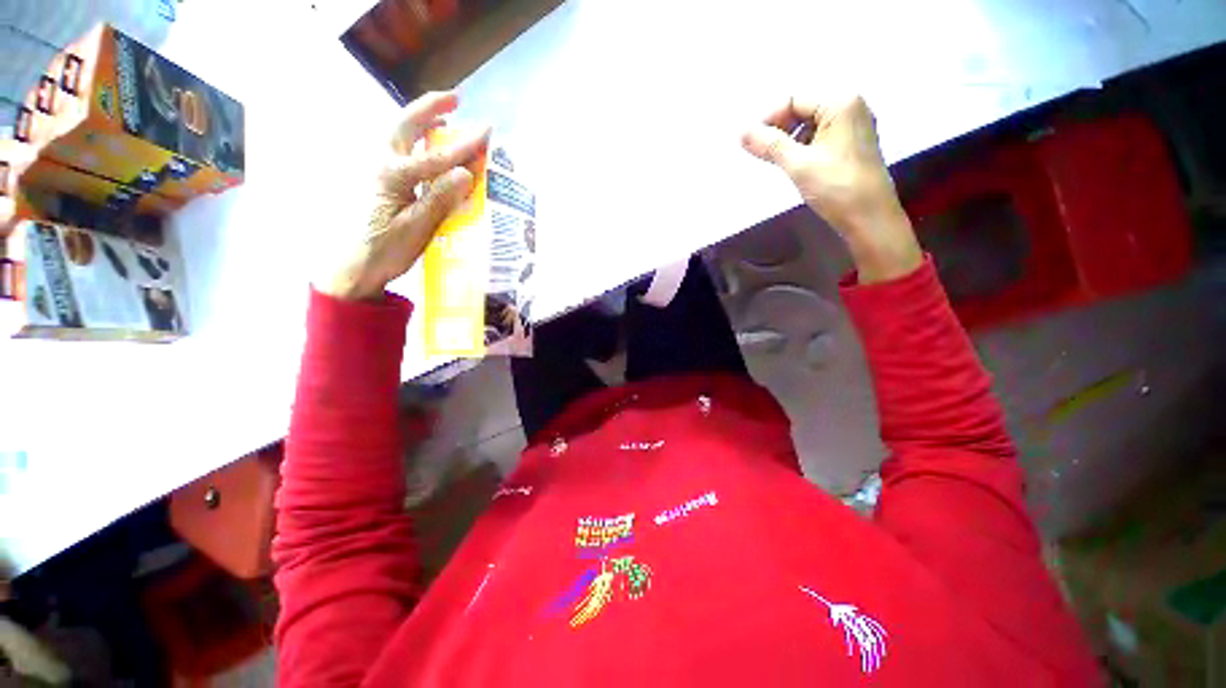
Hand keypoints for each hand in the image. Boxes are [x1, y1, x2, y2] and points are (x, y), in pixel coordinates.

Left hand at [318, 91, 489, 299]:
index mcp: (391, 175)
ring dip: (422, 122)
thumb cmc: (384, 252)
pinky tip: (428, 149)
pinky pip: (401, 153)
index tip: (487, 131)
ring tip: (444, 117)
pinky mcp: (379, 184)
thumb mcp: (416, 228)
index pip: (437, 156)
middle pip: (406, 125)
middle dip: (431, 108)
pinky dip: (417, 143)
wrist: (351, 268)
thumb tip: (465, 172)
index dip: (464, 145)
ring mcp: (377, 172)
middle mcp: (381, 164)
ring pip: (400, 136)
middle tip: (455, 99)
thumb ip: (439, 198)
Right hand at [742, 95, 921, 283]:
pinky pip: (821, 137)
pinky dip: (804, 148)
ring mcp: (854, 126)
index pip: (794, 99)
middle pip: (803, 109)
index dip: (769, 119)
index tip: (752, 144)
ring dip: (790, 141)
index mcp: (841, 102)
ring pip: (811, 125)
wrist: (869, 217)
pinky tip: (797, 166)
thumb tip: (741, 132)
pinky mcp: (853, 144)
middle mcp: (851, 106)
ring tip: (779, 163)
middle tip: (762, 154)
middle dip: (780, 130)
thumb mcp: (798, 164)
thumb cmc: (836, 187)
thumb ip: (769, 145)